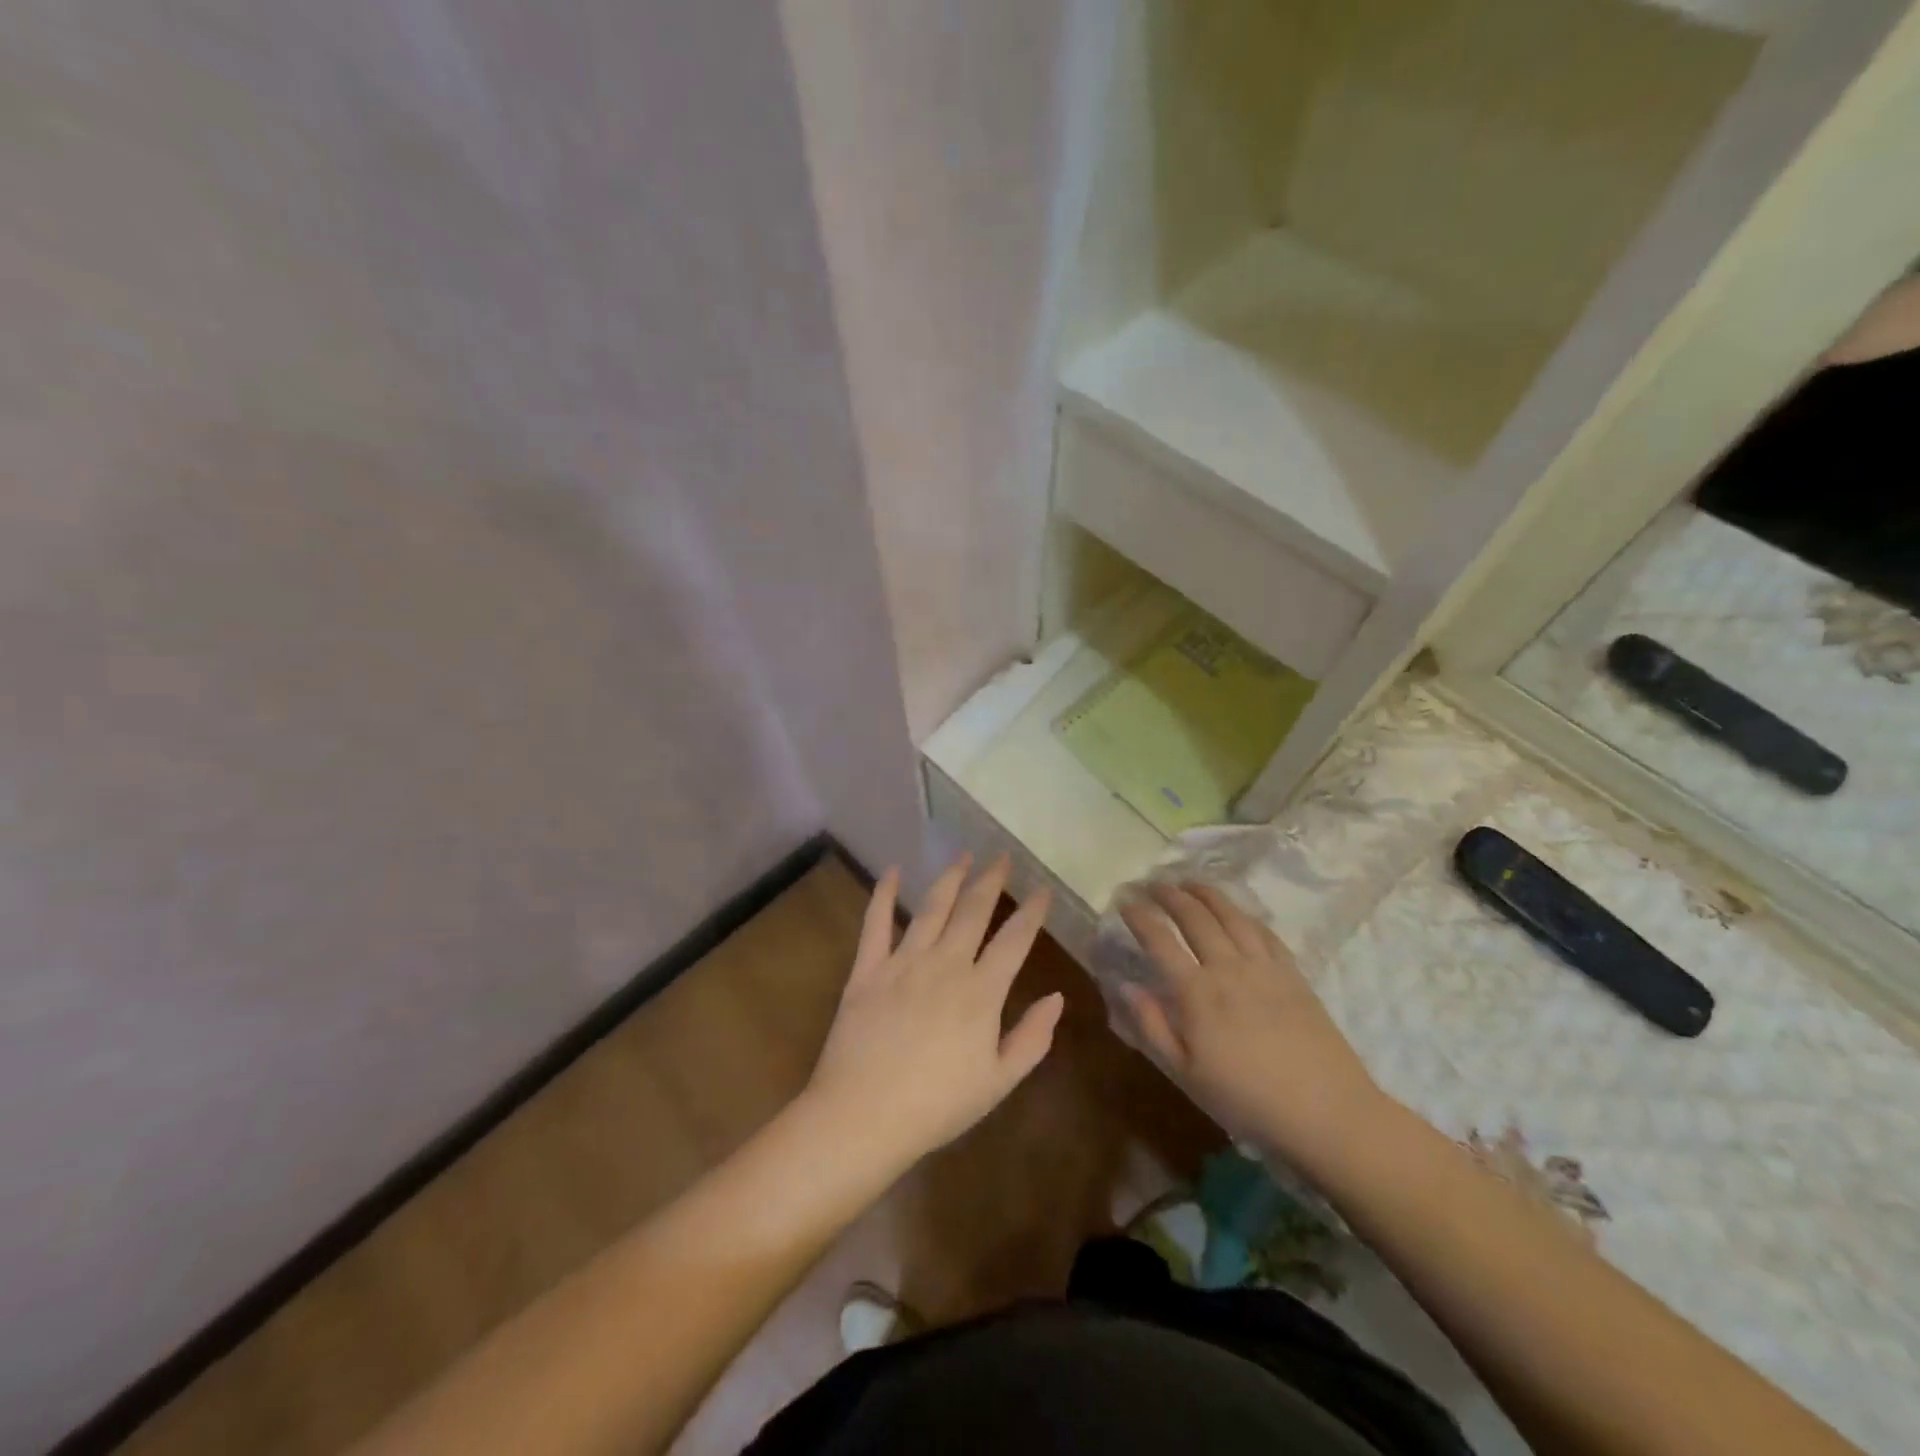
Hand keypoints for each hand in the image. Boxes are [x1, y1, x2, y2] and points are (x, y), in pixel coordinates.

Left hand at [803, 854, 1059, 1178]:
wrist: (863, 1116)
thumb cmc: (937, 1106)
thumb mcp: (998, 1082)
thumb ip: (1032, 1038)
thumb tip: (1057, 997)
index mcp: (981, 991)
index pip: (1014, 940)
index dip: (1032, 912)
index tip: (1043, 889)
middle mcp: (945, 964)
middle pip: (973, 911)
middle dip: (991, 881)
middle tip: (1003, 857)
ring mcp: (904, 962)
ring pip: (932, 908)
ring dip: (950, 878)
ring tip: (963, 855)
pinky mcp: (868, 968)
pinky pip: (876, 922)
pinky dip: (884, 894)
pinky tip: (893, 871)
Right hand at [1119, 883, 1384, 1171]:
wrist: (1326, 1112)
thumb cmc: (1246, 1100)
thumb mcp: (1186, 1075)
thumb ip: (1152, 1027)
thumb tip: (1127, 985)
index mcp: (1196, 993)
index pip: (1160, 941)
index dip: (1140, 917)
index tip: (1125, 902)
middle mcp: (1228, 968)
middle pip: (1195, 917)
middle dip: (1169, 895)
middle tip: (1152, 883)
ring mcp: (1264, 967)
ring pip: (1231, 915)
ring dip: (1206, 894)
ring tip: (1190, 882)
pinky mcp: (1293, 974)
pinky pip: (1265, 932)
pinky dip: (1244, 914)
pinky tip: (1237, 912)